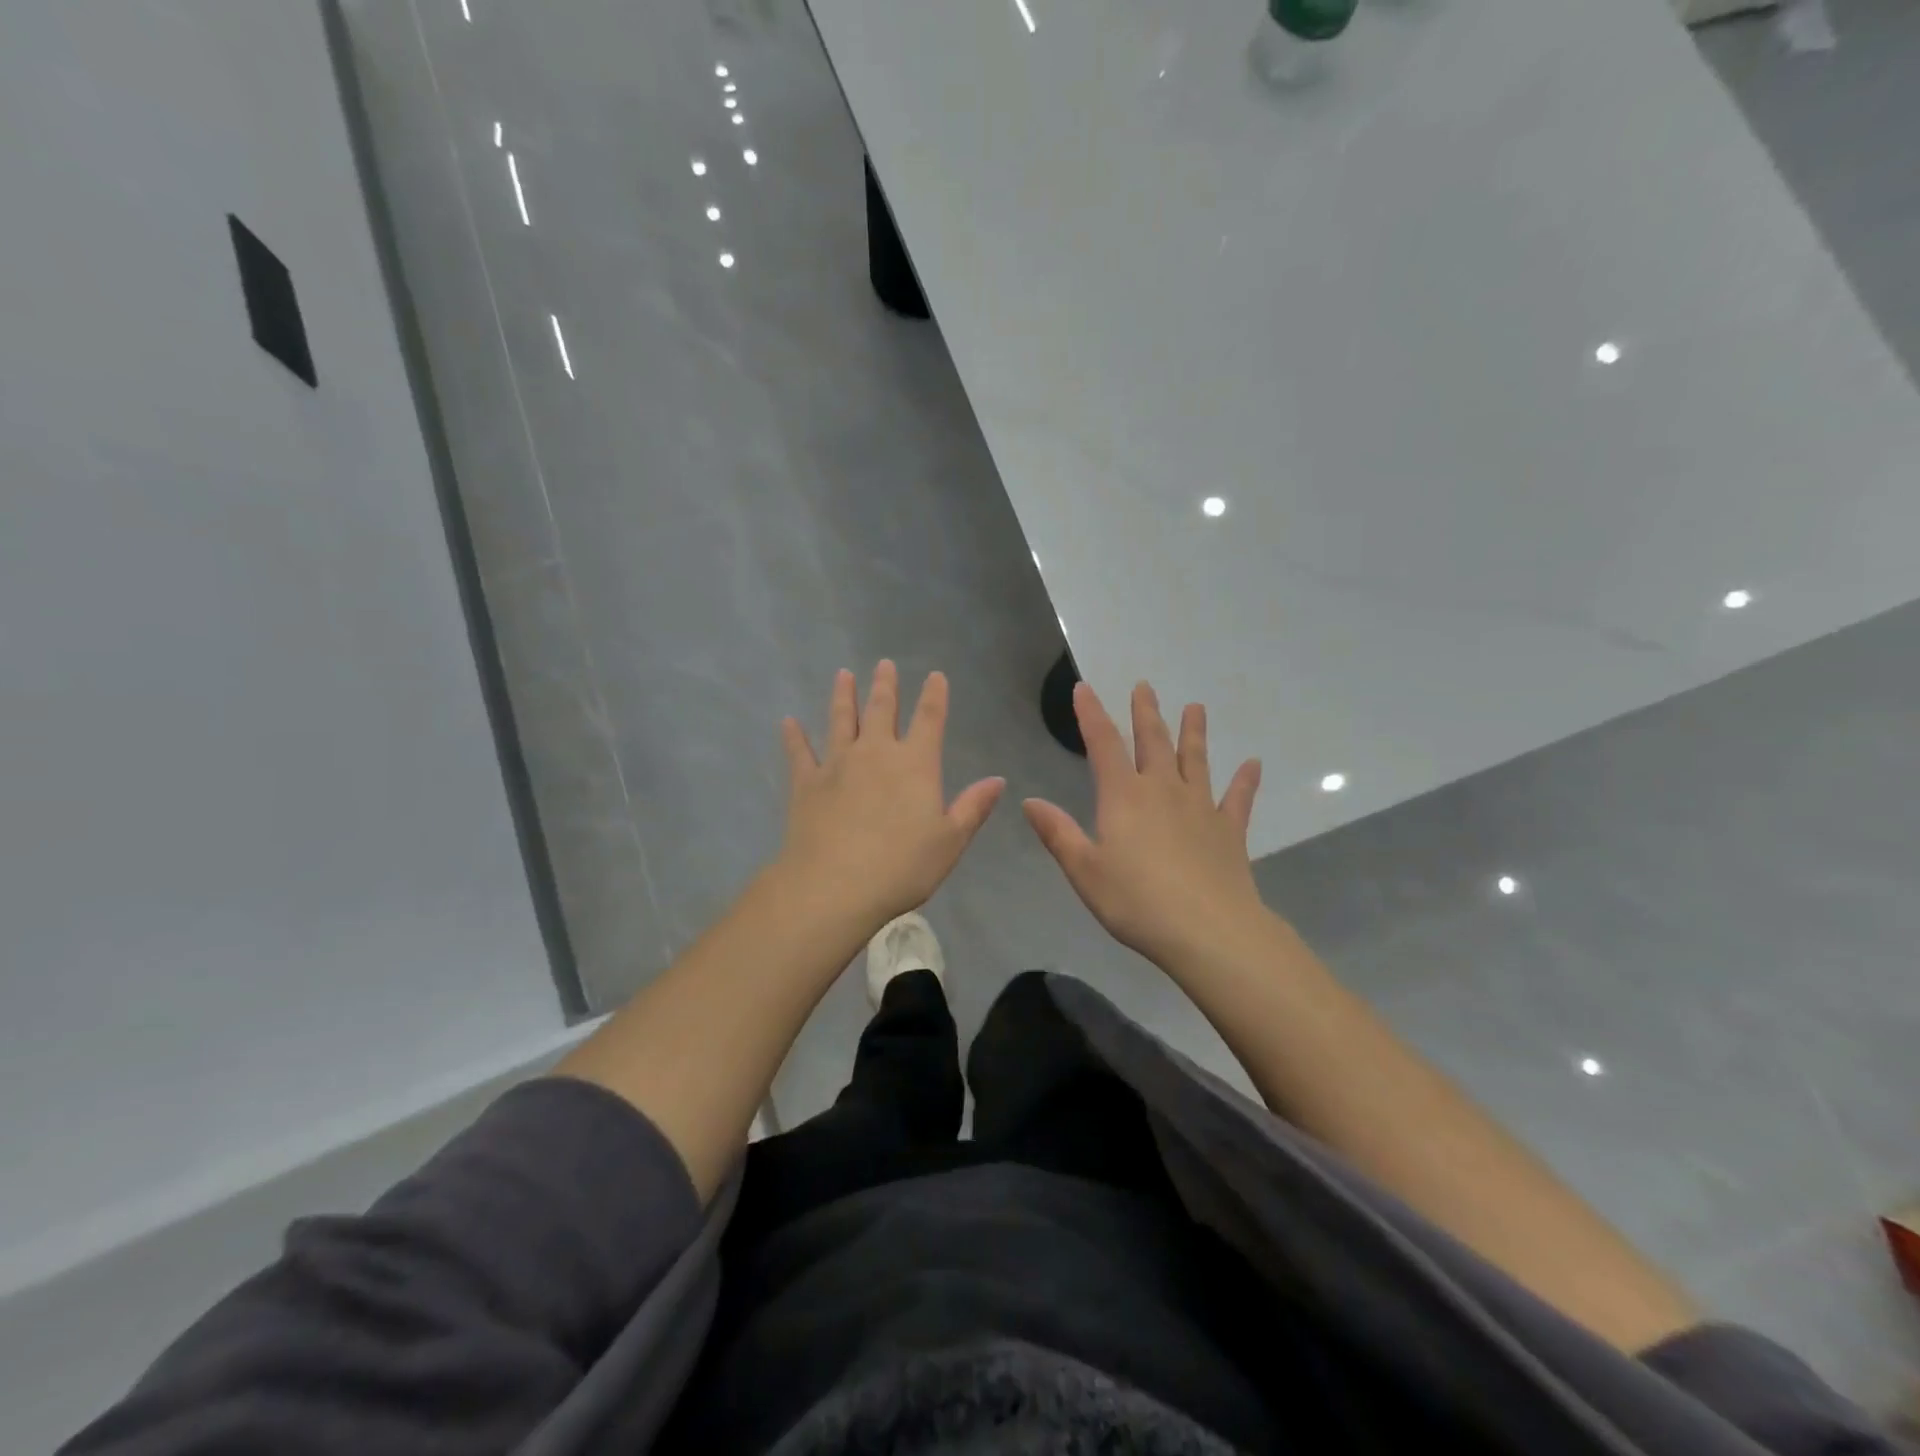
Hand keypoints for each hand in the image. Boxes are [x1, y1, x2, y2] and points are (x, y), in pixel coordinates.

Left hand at [777, 661, 1004, 928]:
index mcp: (915, 764)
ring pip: (841, 721)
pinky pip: (799, 752)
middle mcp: (876, 753)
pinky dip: (794, 736)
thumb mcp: (950, 841)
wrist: (834, 886)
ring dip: (843, 696)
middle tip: (884, 664)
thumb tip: (997, 780)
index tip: (935, 675)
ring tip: (843, 675)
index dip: (934, 695)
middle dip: (885, 685)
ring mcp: (837, 764)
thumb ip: (973, 807)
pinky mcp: (806, 783)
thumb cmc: (901, 866)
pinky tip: (788, 722)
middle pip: (882, 710)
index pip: (930, 719)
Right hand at [1024, 681, 1265, 969]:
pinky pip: (1238, 799)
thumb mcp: (1085, 871)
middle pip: (1153, 742)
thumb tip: (1030, 801)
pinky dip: (1245, 781)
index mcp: (1124, 797)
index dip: (1091, 714)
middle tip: (1145, 686)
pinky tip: (1254, 764)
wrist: (1208, 931)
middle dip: (1146, 713)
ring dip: (1194, 733)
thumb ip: (1058, 834)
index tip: (1085, 688)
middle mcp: (1163, 791)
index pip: (1103, 744)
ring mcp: (1201, 808)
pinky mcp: (1229, 831)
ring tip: (1196, 707)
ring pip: (1195, 760)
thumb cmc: (1137, 902)